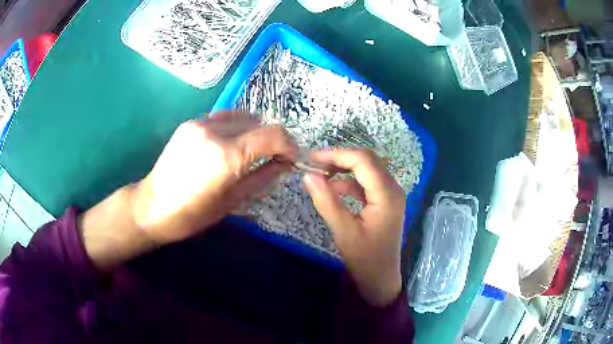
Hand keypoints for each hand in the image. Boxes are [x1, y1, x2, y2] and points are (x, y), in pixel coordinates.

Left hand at [80, 112, 297, 271]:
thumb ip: (262, 177)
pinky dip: (236, 127)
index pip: (272, 135)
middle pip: (259, 122)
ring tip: (253, 151)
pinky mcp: (190, 123)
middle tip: (275, 157)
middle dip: (273, 139)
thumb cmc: (192, 215)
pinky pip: (223, 117)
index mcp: (225, 157)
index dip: (289, 145)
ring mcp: (199, 123)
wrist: (151, 206)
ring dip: (254, 131)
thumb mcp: (232, 202)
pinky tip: (232, 143)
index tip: (292, 158)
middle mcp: (214, 132)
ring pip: (242, 116)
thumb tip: (284, 164)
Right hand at [302, 149, 404, 306]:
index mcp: (387, 194)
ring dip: (344, 168)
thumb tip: (307, 175)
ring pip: (366, 169)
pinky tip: (332, 188)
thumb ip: (326, 201)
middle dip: (339, 158)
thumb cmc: (365, 259)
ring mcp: (390, 194)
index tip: (311, 158)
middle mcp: (393, 188)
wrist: (380, 280)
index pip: (362, 160)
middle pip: (366, 160)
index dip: (336, 155)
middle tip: (313, 164)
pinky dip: (349, 182)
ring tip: (319, 173)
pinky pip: (366, 183)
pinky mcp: (384, 202)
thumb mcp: (343, 231)